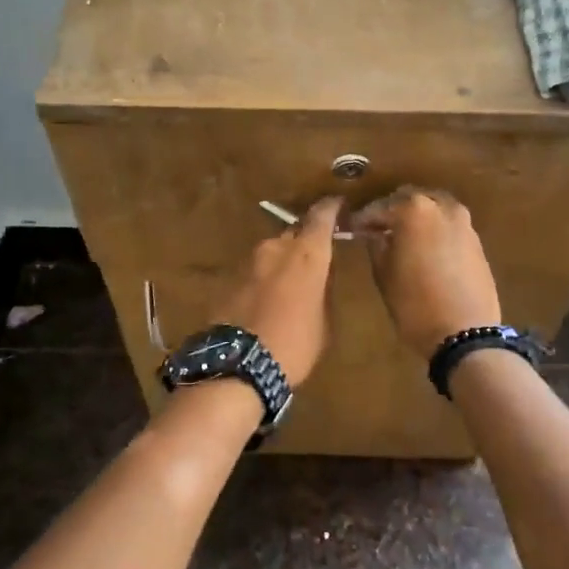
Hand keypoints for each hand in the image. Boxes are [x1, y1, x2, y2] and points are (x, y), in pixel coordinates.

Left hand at [215, 196, 344, 386]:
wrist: (239, 364)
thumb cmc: (295, 344)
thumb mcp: (324, 321)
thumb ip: (323, 291)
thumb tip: (319, 279)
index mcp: (307, 254)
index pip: (322, 216)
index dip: (331, 208)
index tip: (338, 204)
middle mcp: (277, 248)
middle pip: (295, 233)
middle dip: (305, 242)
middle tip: (315, 258)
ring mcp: (249, 261)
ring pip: (273, 253)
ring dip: (282, 263)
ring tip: (289, 286)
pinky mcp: (229, 279)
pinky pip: (255, 272)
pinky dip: (264, 280)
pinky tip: (267, 300)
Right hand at [349, 188, 500, 358]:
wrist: (465, 333)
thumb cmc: (415, 304)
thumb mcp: (384, 275)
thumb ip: (376, 246)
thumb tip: (374, 233)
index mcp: (414, 209)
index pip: (379, 207)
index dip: (362, 219)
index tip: (351, 229)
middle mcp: (442, 207)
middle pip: (409, 199)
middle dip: (391, 212)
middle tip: (376, 230)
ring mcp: (463, 222)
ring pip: (433, 209)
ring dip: (416, 218)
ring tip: (400, 239)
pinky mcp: (476, 241)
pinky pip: (448, 225)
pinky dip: (434, 230)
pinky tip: (424, 249)